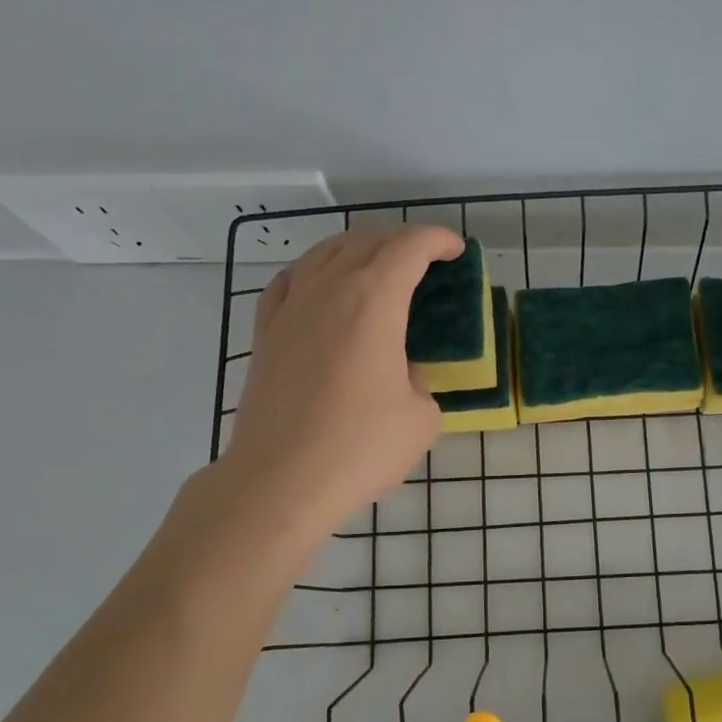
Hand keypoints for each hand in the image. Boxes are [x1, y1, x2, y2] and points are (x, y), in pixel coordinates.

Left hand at [216, 225, 463, 541]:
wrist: (280, 480)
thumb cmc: (359, 447)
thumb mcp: (421, 417)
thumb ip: (420, 382)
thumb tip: (402, 374)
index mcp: (373, 300)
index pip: (408, 247)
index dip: (437, 240)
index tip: (455, 250)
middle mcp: (328, 289)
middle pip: (366, 241)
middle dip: (401, 241)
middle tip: (425, 260)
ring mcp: (290, 308)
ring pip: (324, 253)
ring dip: (358, 248)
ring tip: (377, 264)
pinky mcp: (265, 333)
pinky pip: (290, 281)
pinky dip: (314, 271)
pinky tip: (319, 285)